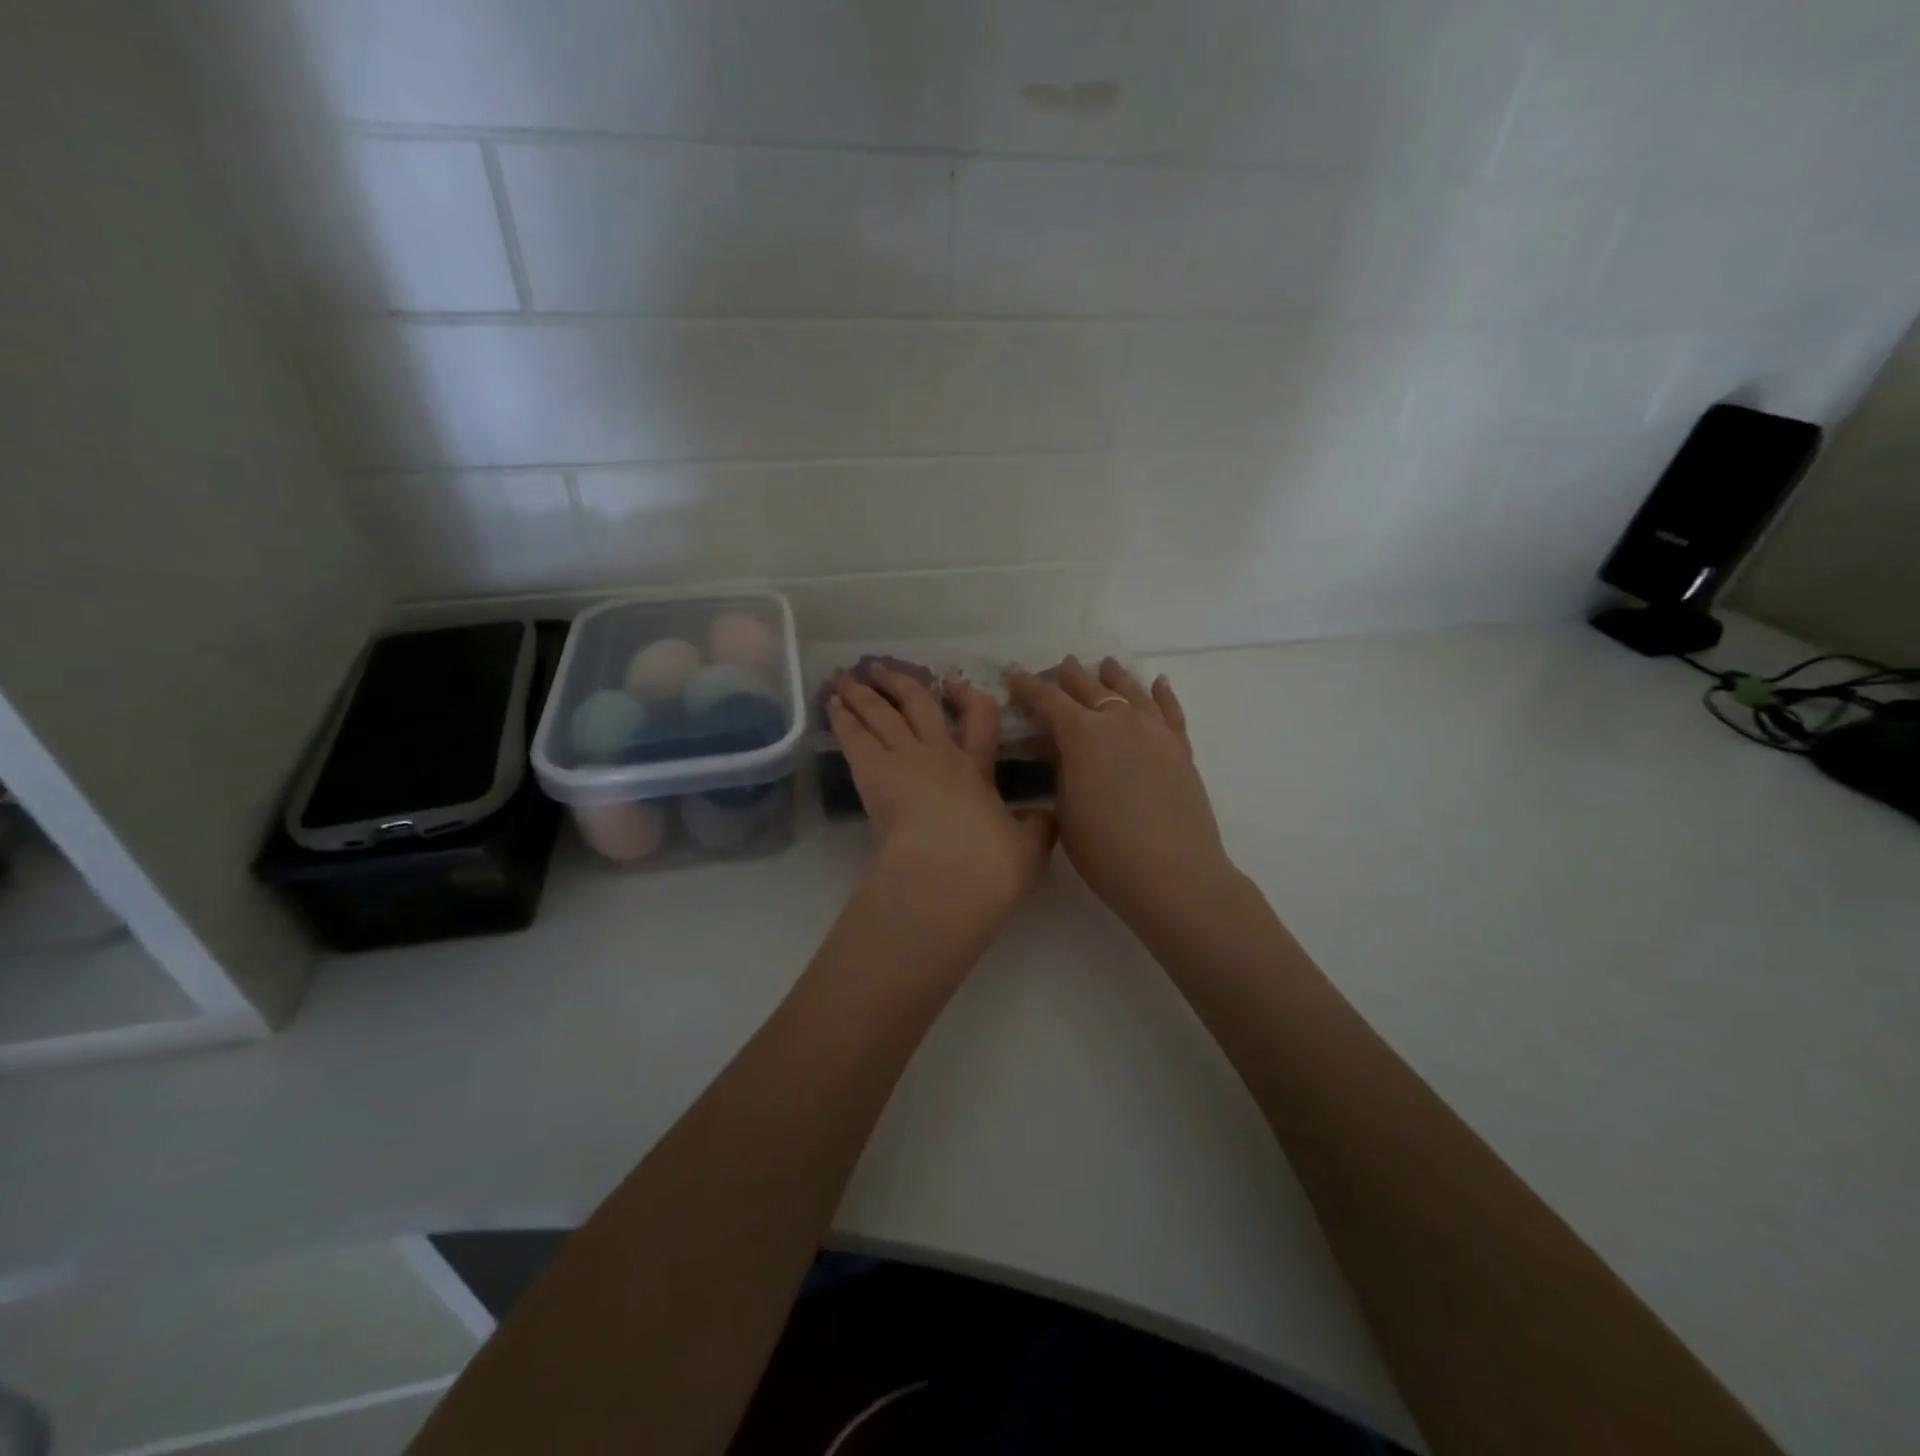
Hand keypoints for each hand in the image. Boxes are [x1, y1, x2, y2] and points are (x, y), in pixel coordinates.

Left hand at [828, 669, 1055, 934]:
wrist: (951, 872)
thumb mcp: (1029, 847)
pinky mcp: (872, 771)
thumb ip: (1037, 827)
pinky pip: (855, 735)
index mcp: (977, 769)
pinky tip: (832, 703)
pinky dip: (843, 717)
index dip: (968, 698)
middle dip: (902, 684)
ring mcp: (905, 758)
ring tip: (845, 677)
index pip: (980, 720)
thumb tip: (1048, 816)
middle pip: (919, 705)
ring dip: (863, 693)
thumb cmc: (991, 863)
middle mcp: (940, 754)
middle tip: (883, 670)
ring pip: (881, 713)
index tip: (956, 685)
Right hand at [1006, 657, 1237, 936]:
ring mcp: (1154, 731)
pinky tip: (1158, 683)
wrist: (1173, 874)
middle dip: (1069, 676)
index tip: (1012, 673)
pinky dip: (1162, 694)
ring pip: (1131, 690)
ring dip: (1113, 676)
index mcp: (1082, 733)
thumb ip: (1059, 770)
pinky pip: (1170, 710)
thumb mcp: (1066, 809)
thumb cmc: (1105, 850)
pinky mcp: (1180, 748)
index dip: (1027, 686)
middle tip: (1058, 668)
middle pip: (1090, 687)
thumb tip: (1054, 748)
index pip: (1047, 699)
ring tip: (1104, 665)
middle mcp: (1119, 720)